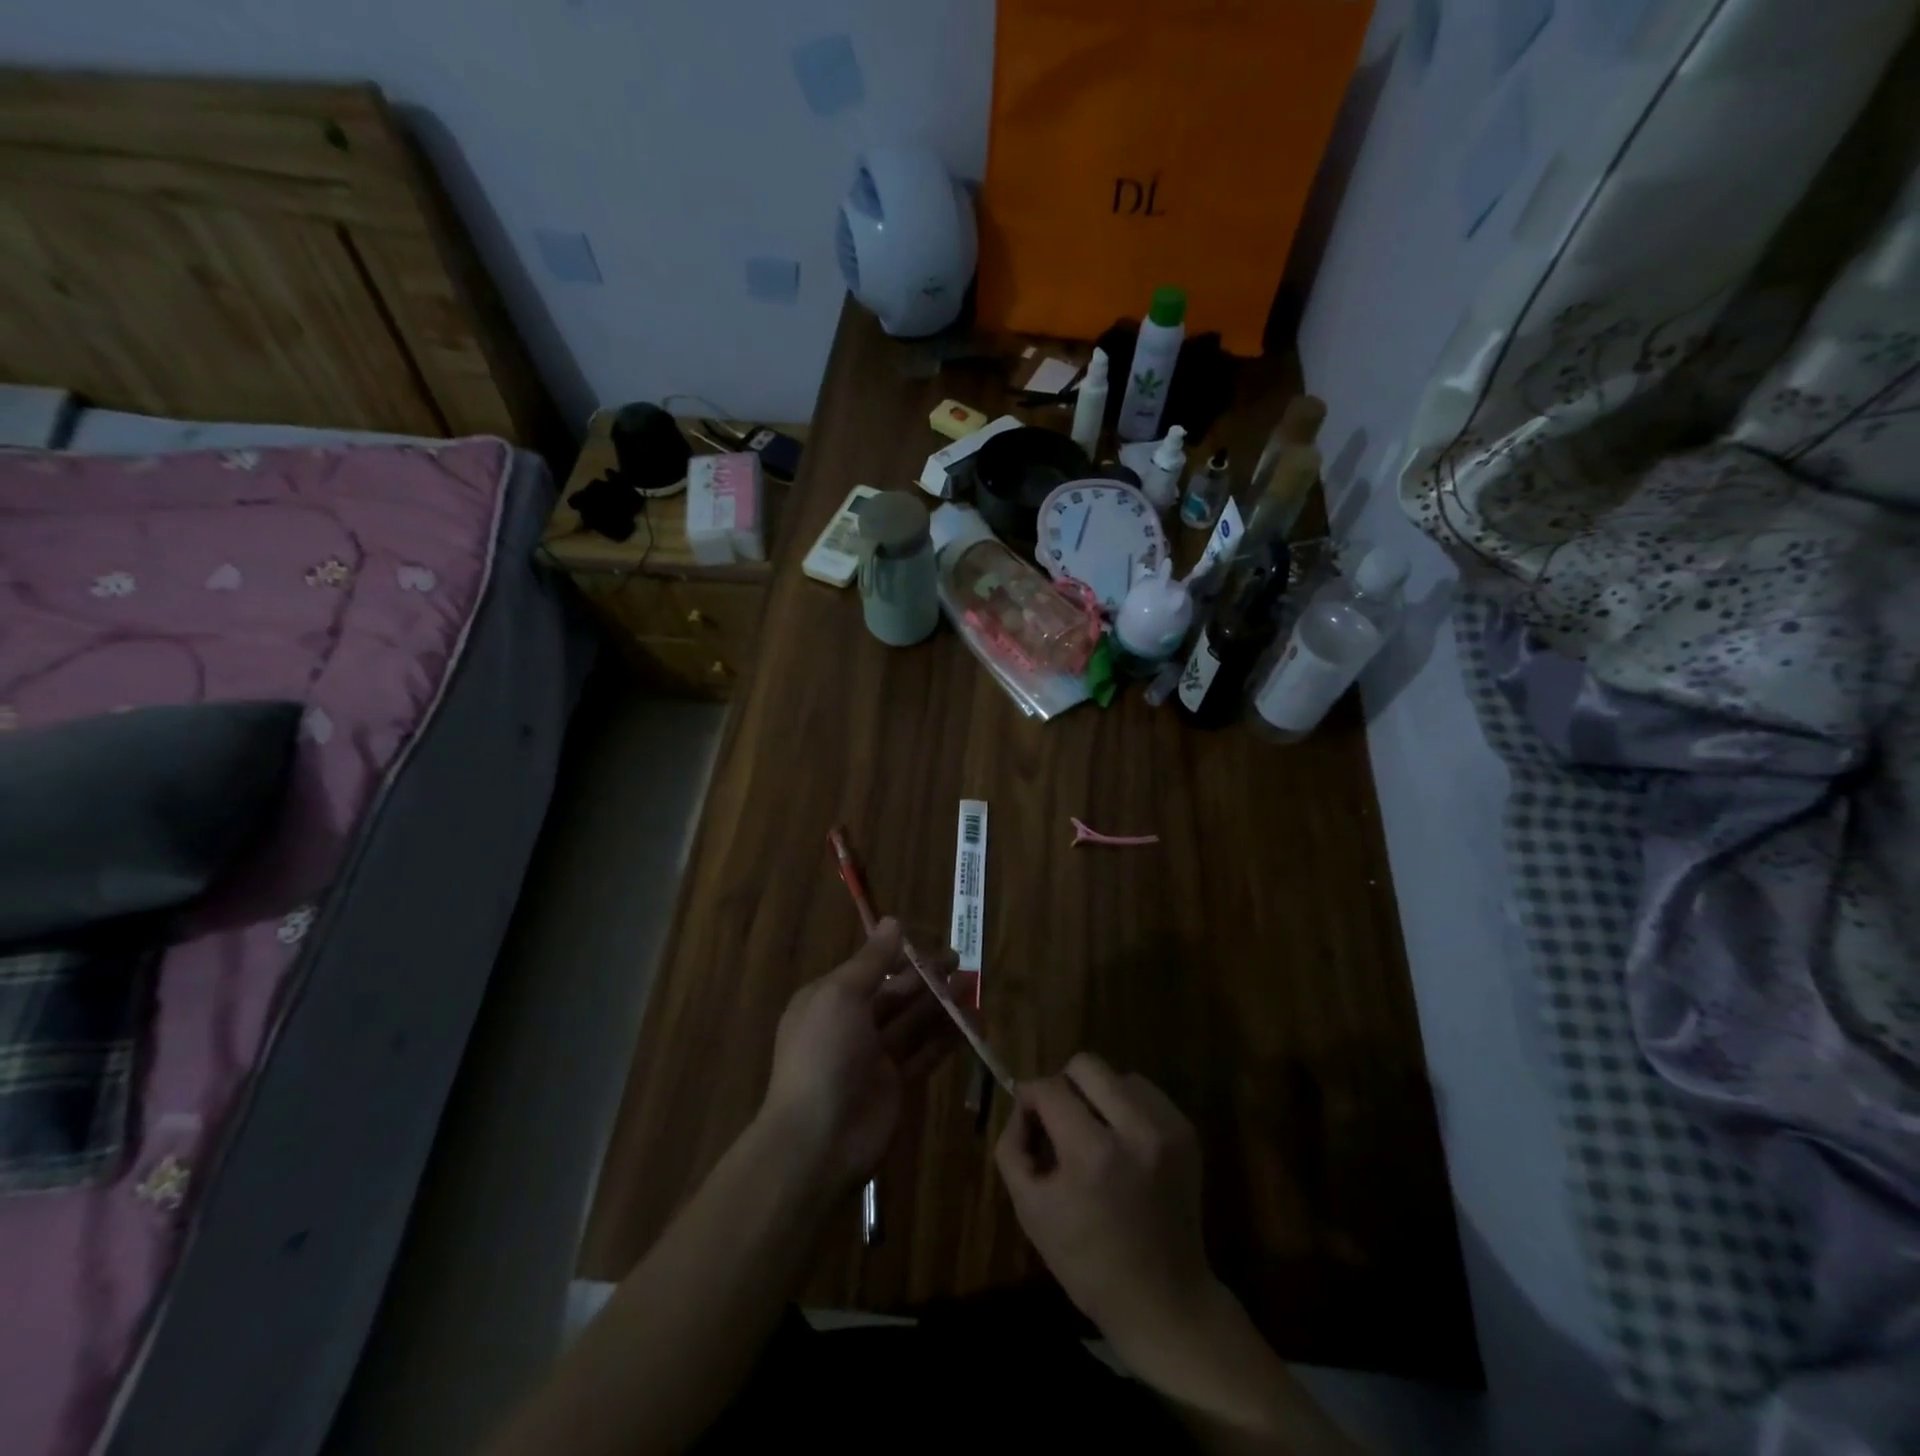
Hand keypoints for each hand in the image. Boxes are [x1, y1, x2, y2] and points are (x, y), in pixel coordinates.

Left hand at [761, 919, 958, 1189]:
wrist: (816, 1141)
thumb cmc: (824, 1055)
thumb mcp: (841, 996)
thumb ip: (871, 960)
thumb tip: (893, 921)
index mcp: (830, 999)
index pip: (870, 968)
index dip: (900, 955)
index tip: (932, 943)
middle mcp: (851, 1023)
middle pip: (895, 993)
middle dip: (927, 977)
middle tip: (962, 962)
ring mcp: (875, 1056)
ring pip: (914, 1021)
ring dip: (942, 1003)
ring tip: (973, 986)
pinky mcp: (896, 1084)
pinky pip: (926, 1052)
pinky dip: (948, 1037)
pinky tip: (973, 1023)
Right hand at [995, 1053, 1217, 1356]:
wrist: (1164, 1300)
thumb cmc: (1087, 1262)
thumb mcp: (1030, 1210)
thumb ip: (1014, 1146)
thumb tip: (1023, 1104)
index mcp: (1093, 1154)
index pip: (1050, 1088)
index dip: (1030, 1095)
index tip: (1028, 1115)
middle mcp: (1136, 1130)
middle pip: (1086, 1065)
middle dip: (1064, 1085)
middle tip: (1060, 1120)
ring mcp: (1168, 1129)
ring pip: (1117, 1075)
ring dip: (1097, 1095)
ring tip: (1095, 1134)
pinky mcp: (1187, 1132)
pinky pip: (1144, 1093)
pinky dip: (1126, 1106)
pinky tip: (1122, 1143)